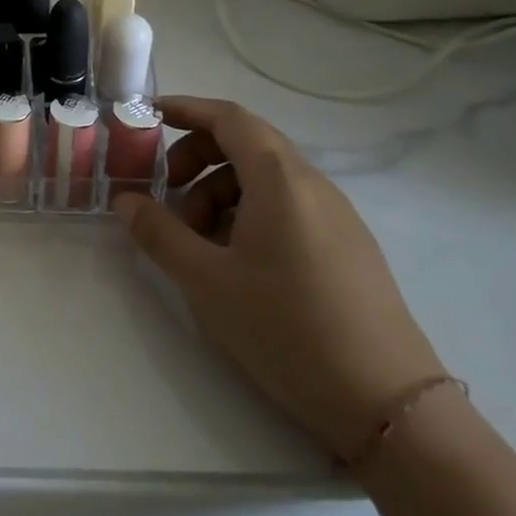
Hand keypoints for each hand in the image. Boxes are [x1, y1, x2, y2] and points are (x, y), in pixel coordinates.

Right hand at [114, 96, 444, 457]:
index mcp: (280, 180)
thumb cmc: (287, 328)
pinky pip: (286, 206)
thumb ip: (158, 232)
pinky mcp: (347, 248)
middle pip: (245, 144)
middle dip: (195, 157)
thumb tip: (125, 200)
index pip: (229, 118)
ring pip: (264, 179)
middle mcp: (312, 186)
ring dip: (218, 191)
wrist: (390, 406)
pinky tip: (232, 259)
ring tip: (194, 238)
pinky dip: (246, 212)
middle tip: (163, 192)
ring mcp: (336, 217)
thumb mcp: (205, 280)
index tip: (147, 117)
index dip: (185, 109)